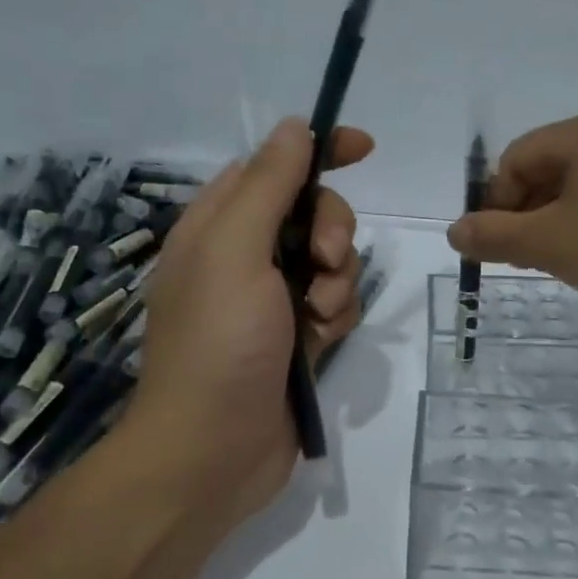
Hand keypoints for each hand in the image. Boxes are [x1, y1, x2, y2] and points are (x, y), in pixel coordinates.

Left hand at [119, 118, 371, 530]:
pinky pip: (336, 305)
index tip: (364, 149)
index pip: (274, 167)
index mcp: (218, 226)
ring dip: (337, 282)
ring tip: (316, 318)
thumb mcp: (236, 252)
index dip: (319, 151)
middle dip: (332, 232)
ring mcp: (273, 301)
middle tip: (323, 263)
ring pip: (332, 262)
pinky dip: (337, 317)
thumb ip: (268, 186)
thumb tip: (294, 127)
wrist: (213, 451)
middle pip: (312, 214)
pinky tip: (322, 344)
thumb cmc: (218, 344)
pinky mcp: (298, 339)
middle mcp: (245, 257)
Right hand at [447, 110, 577, 328]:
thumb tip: (455, 231)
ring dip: (565, 222)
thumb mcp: (553, 245)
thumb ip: (496, 237)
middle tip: (531, 260)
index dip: (497, 203)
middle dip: (531, 214)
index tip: (501, 248)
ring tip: (572, 264)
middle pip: (553, 168)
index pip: (517, 158)